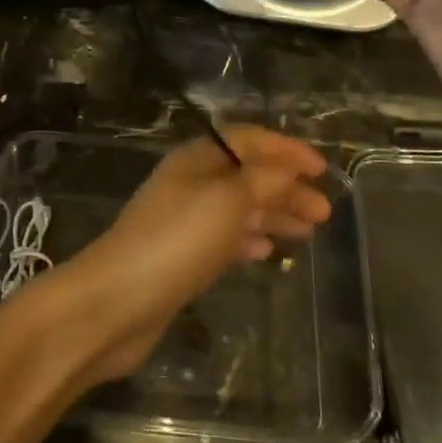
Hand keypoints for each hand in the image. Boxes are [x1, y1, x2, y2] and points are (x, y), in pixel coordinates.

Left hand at [61, 127, 330, 382]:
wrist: (117, 302)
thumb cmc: (176, 241)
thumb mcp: (226, 200)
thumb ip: (263, 180)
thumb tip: (288, 167)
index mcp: (196, 160)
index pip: (247, 141)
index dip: (285, 149)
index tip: (321, 169)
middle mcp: (190, 185)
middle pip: (246, 176)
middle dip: (286, 188)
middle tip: (324, 211)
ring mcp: (184, 223)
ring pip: (239, 209)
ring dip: (273, 214)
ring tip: (308, 231)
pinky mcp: (182, 258)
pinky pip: (224, 240)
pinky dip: (249, 240)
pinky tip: (268, 251)